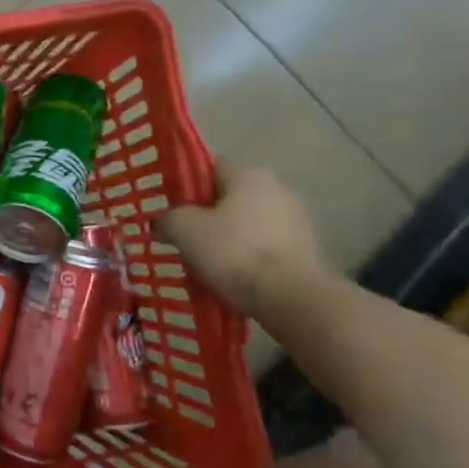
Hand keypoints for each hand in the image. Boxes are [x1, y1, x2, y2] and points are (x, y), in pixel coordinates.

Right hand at [159, 163, 330, 322]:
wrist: (291, 299)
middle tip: (183, 237)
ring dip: (227, 237)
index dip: (185, 185)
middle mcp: (278, 189)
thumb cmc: (233, 252)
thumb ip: (168, 218)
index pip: (209, 168)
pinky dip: (247, 256)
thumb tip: (162, 221)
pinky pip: (264, 246)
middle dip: (206, 215)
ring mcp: (297, 220)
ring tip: (204, 261)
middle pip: (229, 197)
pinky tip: (231, 275)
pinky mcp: (306, 250)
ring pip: (247, 223)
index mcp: (249, 175)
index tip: (169, 207)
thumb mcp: (184, 229)